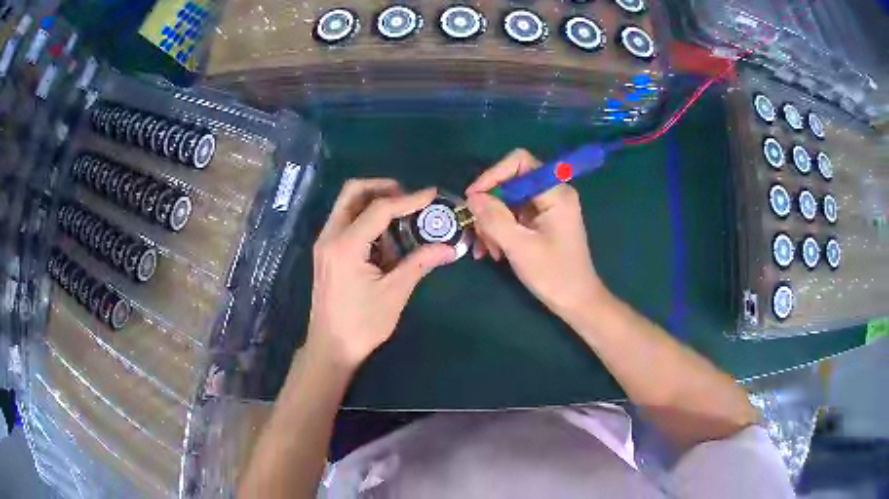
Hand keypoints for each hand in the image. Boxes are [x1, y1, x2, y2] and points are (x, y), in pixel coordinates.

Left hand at [306, 179, 454, 369]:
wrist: (330, 348)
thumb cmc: (361, 324)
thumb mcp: (394, 293)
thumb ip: (420, 263)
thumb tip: (449, 249)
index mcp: (346, 245)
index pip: (379, 209)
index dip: (409, 199)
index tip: (432, 194)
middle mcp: (330, 236)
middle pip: (353, 192)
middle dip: (382, 188)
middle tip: (409, 198)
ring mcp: (325, 244)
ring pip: (347, 205)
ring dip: (374, 204)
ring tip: (402, 221)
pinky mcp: (326, 253)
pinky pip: (346, 222)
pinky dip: (366, 220)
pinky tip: (385, 241)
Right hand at [465, 149, 606, 315]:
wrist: (577, 302)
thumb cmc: (554, 275)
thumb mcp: (520, 247)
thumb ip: (494, 218)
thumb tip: (472, 197)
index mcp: (555, 192)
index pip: (519, 162)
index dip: (493, 174)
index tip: (473, 198)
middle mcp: (553, 193)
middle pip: (510, 183)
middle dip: (490, 207)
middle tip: (479, 233)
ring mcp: (547, 208)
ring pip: (508, 201)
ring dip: (492, 223)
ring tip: (486, 249)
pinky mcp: (542, 222)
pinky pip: (514, 216)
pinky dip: (500, 230)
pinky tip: (493, 252)